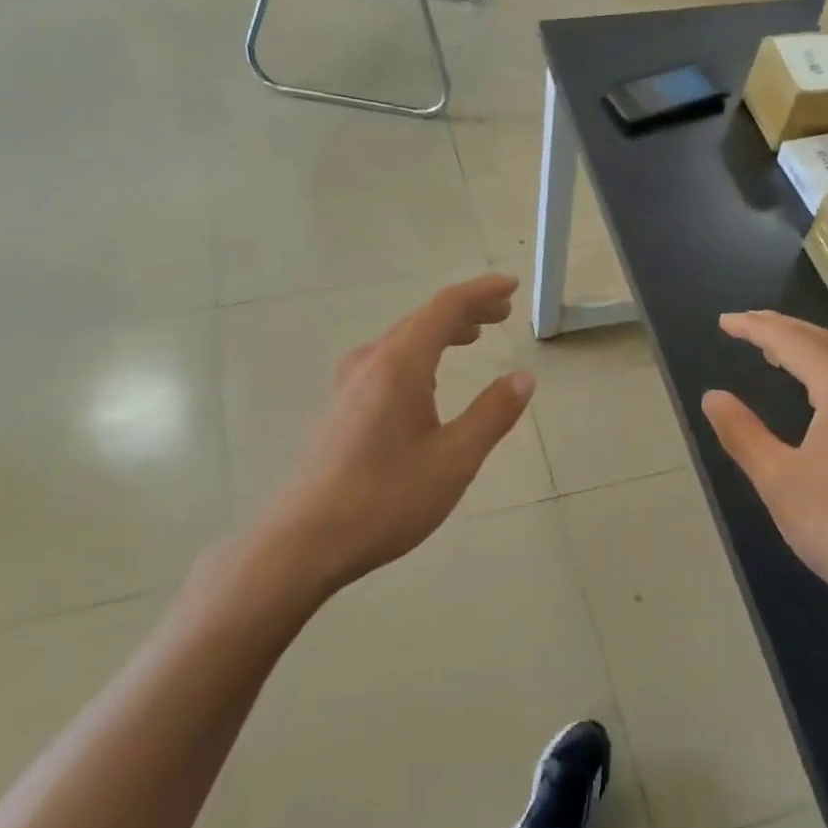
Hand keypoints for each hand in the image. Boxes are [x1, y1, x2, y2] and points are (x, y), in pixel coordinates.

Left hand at [232, 275, 535, 601]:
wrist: (305, 540)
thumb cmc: (386, 498)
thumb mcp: (454, 459)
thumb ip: (492, 414)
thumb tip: (523, 378)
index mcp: (399, 365)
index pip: (445, 308)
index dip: (480, 292)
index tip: (512, 286)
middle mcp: (370, 363)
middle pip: (421, 319)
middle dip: (464, 310)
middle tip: (502, 312)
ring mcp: (348, 385)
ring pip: (401, 340)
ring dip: (440, 332)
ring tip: (472, 337)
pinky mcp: (340, 408)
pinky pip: (385, 362)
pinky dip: (418, 354)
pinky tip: (427, 381)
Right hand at [701, 311, 827, 629]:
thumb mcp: (778, 481)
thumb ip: (741, 433)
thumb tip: (713, 396)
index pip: (792, 341)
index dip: (754, 328)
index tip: (723, 322)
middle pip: (822, 340)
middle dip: (779, 329)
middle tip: (741, 325)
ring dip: (806, 348)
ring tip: (770, 349)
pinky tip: (817, 385)